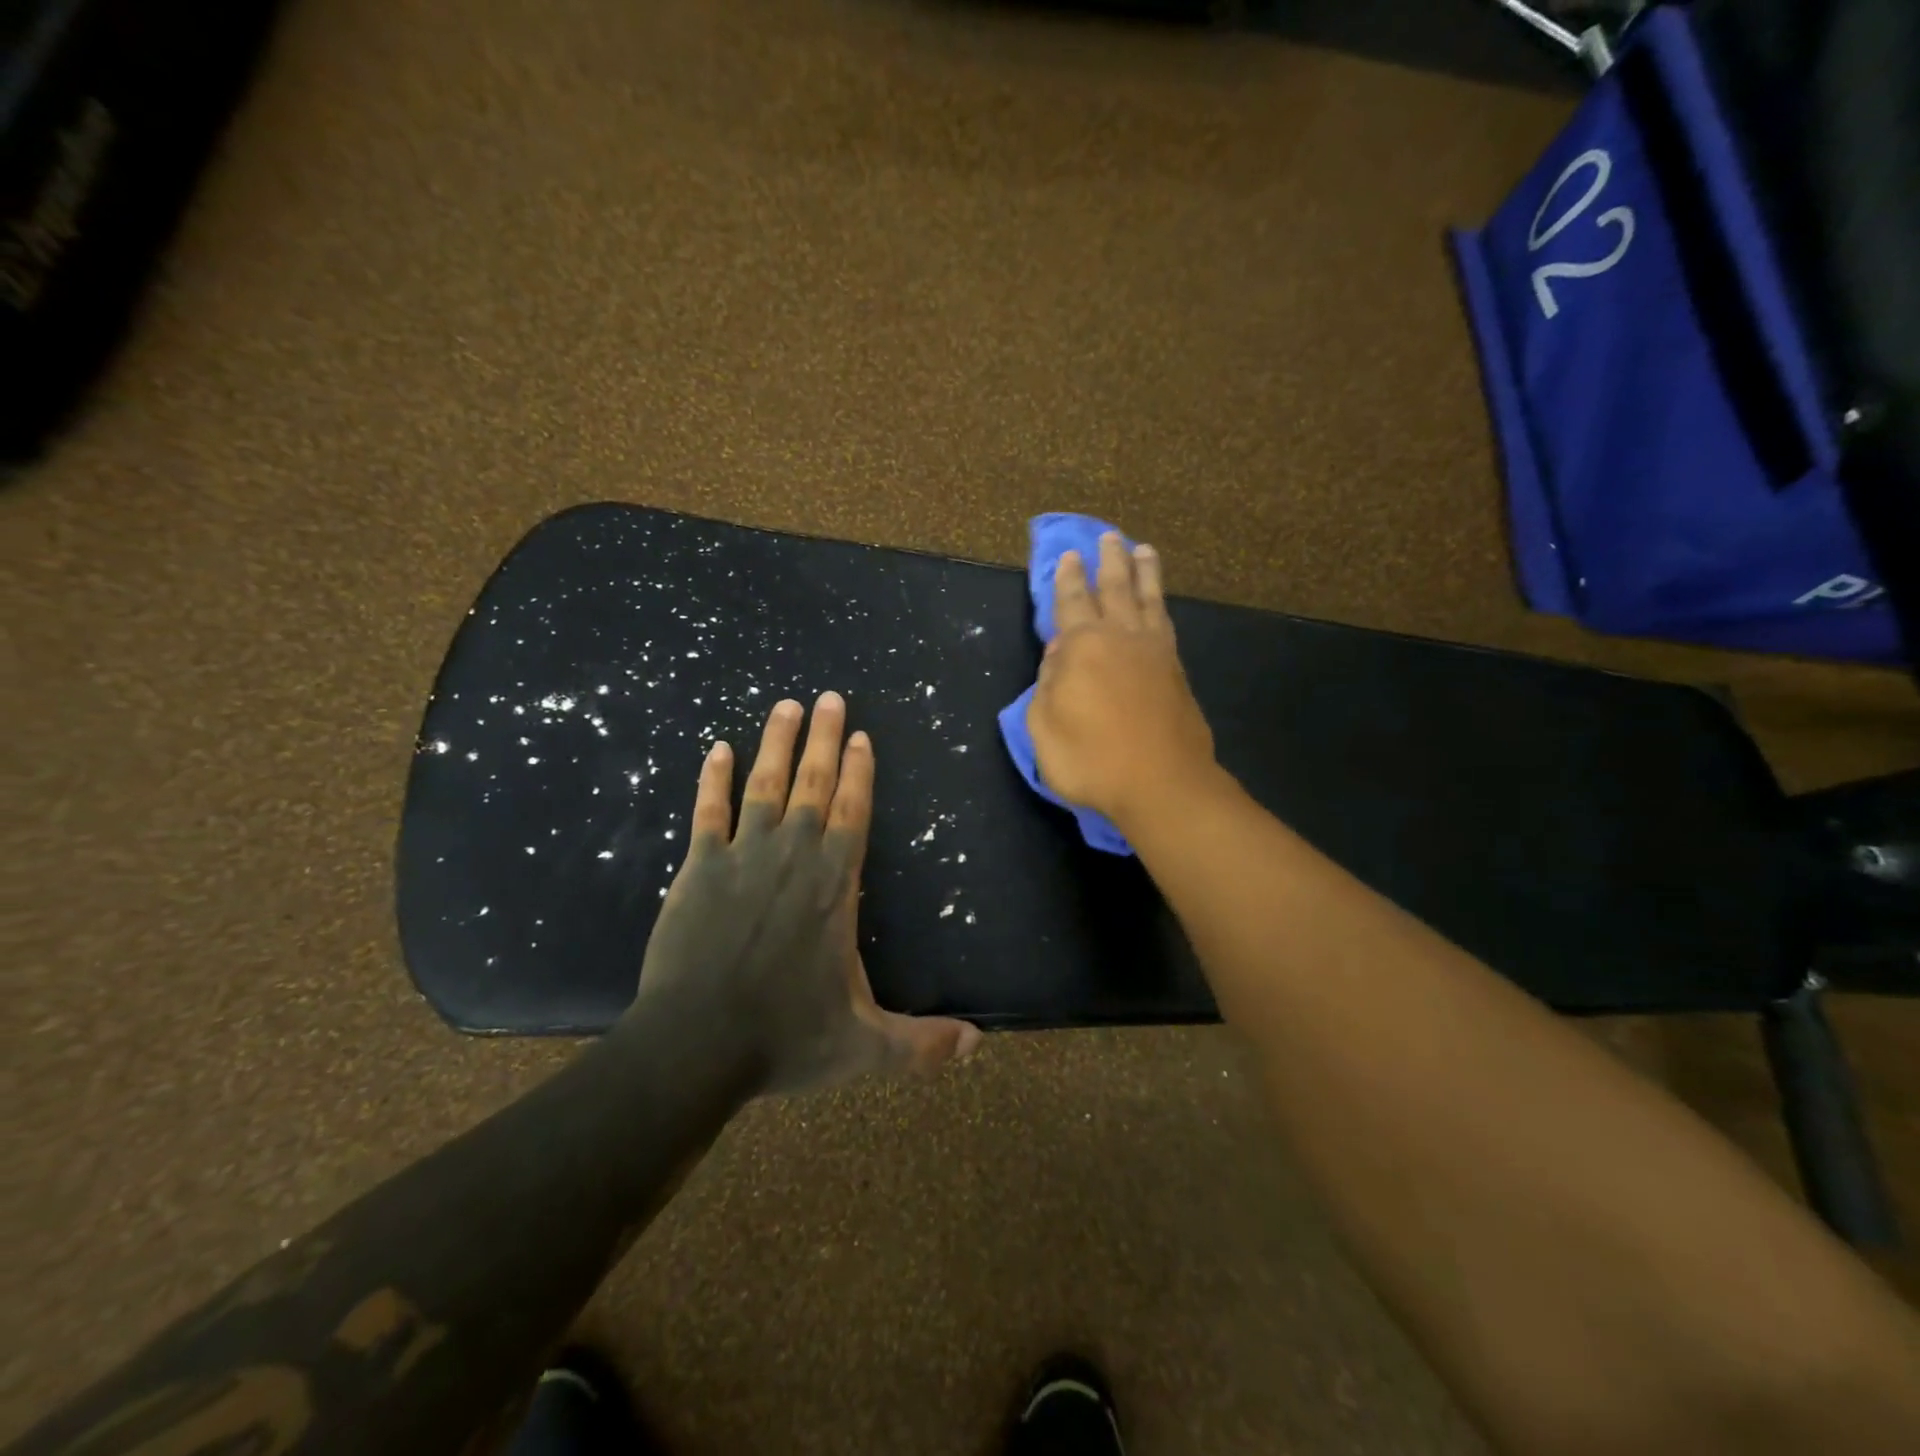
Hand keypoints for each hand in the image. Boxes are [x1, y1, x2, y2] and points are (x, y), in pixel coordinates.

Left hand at [630, 691, 981, 1094]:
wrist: (694, 1047)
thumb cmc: (784, 1038)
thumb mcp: (865, 1046)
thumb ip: (921, 1044)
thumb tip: (978, 1045)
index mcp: (835, 885)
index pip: (853, 812)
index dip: (858, 771)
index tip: (860, 735)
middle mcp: (793, 857)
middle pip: (812, 785)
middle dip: (823, 738)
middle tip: (829, 698)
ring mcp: (742, 858)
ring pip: (764, 785)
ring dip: (776, 744)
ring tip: (785, 705)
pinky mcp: (698, 869)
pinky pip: (708, 812)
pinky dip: (712, 780)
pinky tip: (716, 749)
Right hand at [1027, 533, 1216, 828]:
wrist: (1162, 784)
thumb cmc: (1091, 759)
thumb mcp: (1044, 727)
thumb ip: (1047, 685)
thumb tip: (1057, 656)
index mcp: (1082, 646)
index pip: (1072, 602)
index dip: (1067, 579)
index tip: (1069, 556)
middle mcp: (1121, 637)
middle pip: (1115, 588)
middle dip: (1109, 561)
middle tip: (1109, 537)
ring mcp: (1155, 652)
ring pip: (1148, 599)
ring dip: (1143, 572)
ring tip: (1142, 550)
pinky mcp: (1176, 671)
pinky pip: (1166, 623)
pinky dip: (1160, 605)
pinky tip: (1158, 603)